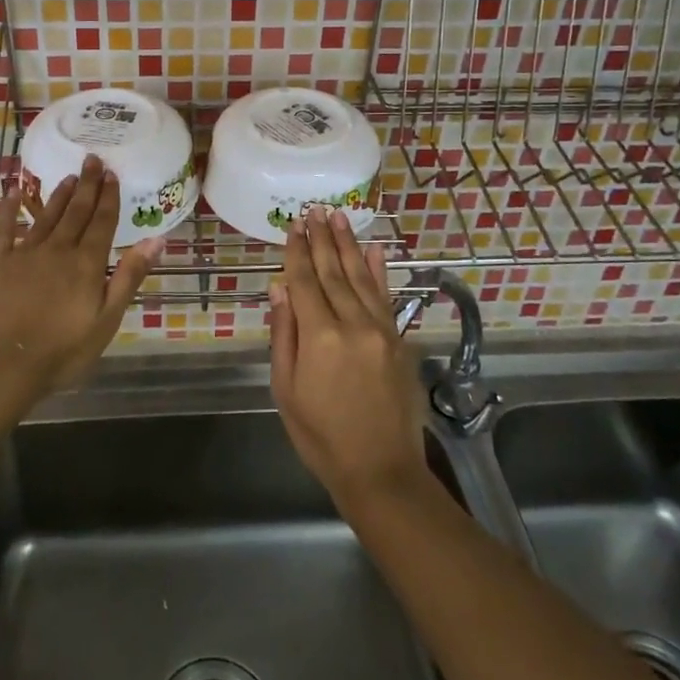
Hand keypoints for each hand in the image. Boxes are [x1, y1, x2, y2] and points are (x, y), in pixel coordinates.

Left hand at [0, 155, 162, 399]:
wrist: (3, 365)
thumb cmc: (62, 351)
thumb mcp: (107, 320)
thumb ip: (129, 276)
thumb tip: (156, 239)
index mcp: (86, 263)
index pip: (102, 222)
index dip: (108, 197)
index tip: (112, 174)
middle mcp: (57, 249)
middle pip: (76, 211)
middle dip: (88, 185)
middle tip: (93, 159)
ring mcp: (24, 252)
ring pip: (46, 215)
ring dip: (59, 194)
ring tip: (70, 176)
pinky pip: (4, 227)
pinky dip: (9, 208)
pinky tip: (13, 191)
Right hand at [269, 206, 428, 509]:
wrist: (380, 470)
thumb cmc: (320, 436)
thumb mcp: (286, 389)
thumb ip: (284, 334)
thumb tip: (280, 287)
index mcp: (320, 337)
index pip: (305, 282)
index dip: (298, 252)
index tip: (294, 225)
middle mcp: (353, 324)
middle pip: (334, 272)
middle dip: (323, 239)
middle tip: (315, 209)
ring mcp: (381, 330)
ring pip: (361, 278)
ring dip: (349, 245)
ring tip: (339, 217)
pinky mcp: (399, 341)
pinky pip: (385, 297)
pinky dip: (379, 271)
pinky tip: (374, 250)